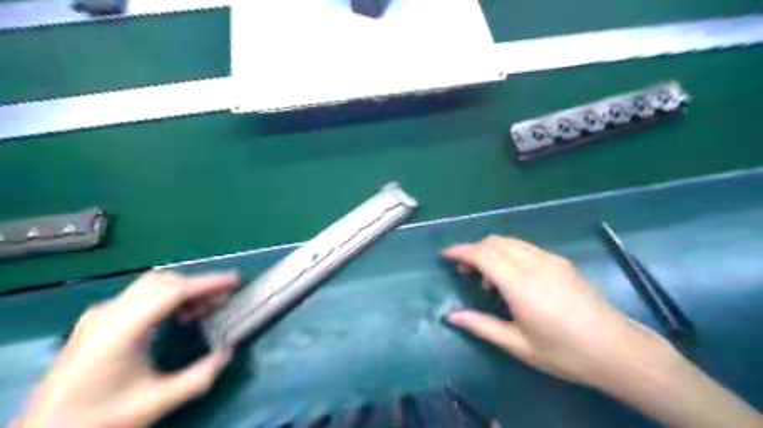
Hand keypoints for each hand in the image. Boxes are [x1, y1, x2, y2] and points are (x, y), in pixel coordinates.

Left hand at [16, 271, 240, 427]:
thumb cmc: (100, 419)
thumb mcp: (156, 403)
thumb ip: (199, 377)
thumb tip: (228, 353)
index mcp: (122, 329)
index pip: (174, 291)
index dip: (208, 283)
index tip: (235, 280)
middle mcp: (109, 313)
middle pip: (163, 281)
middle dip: (198, 285)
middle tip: (222, 300)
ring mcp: (100, 314)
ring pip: (152, 285)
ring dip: (183, 291)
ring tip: (201, 311)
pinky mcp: (98, 321)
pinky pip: (141, 295)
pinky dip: (167, 298)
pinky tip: (176, 318)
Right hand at [442, 236, 672, 389]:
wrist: (617, 350)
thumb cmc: (564, 353)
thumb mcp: (518, 345)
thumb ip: (481, 326)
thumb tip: (452, 317)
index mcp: (521, 284)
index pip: (483, 254)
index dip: (460, 251)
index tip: (445, 255)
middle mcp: (534, 264)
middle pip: (494, 242)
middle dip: (473, 250)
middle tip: (464, 271)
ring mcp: (550, 260)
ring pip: (510, 242)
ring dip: (491, 251)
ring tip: (486, 279)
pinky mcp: (561, 262)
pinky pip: (525, 248)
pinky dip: (508, 254)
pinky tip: (511, 279)